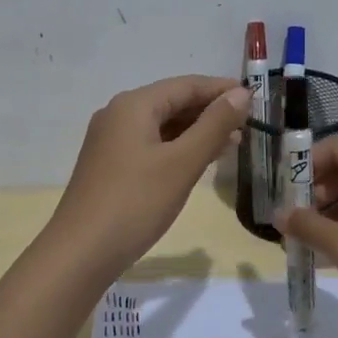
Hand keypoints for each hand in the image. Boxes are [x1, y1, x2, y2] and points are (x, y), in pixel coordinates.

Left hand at [46, 75, 252, 276]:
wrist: (81, 252)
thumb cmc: (136, 202)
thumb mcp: (182, 163)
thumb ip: (214, 125)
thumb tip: (240, 93)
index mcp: (134, 105)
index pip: (186, 85)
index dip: (221, 90)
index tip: (255, 99)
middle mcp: (118, 114)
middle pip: (172, 102)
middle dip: (210, 112)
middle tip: (248, 126)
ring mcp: (111, 141)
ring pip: (162, 125)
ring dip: (196, 131)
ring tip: (232, 144)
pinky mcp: (110, 165)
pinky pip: (151, 144)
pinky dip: (178, 148)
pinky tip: (198, 162)